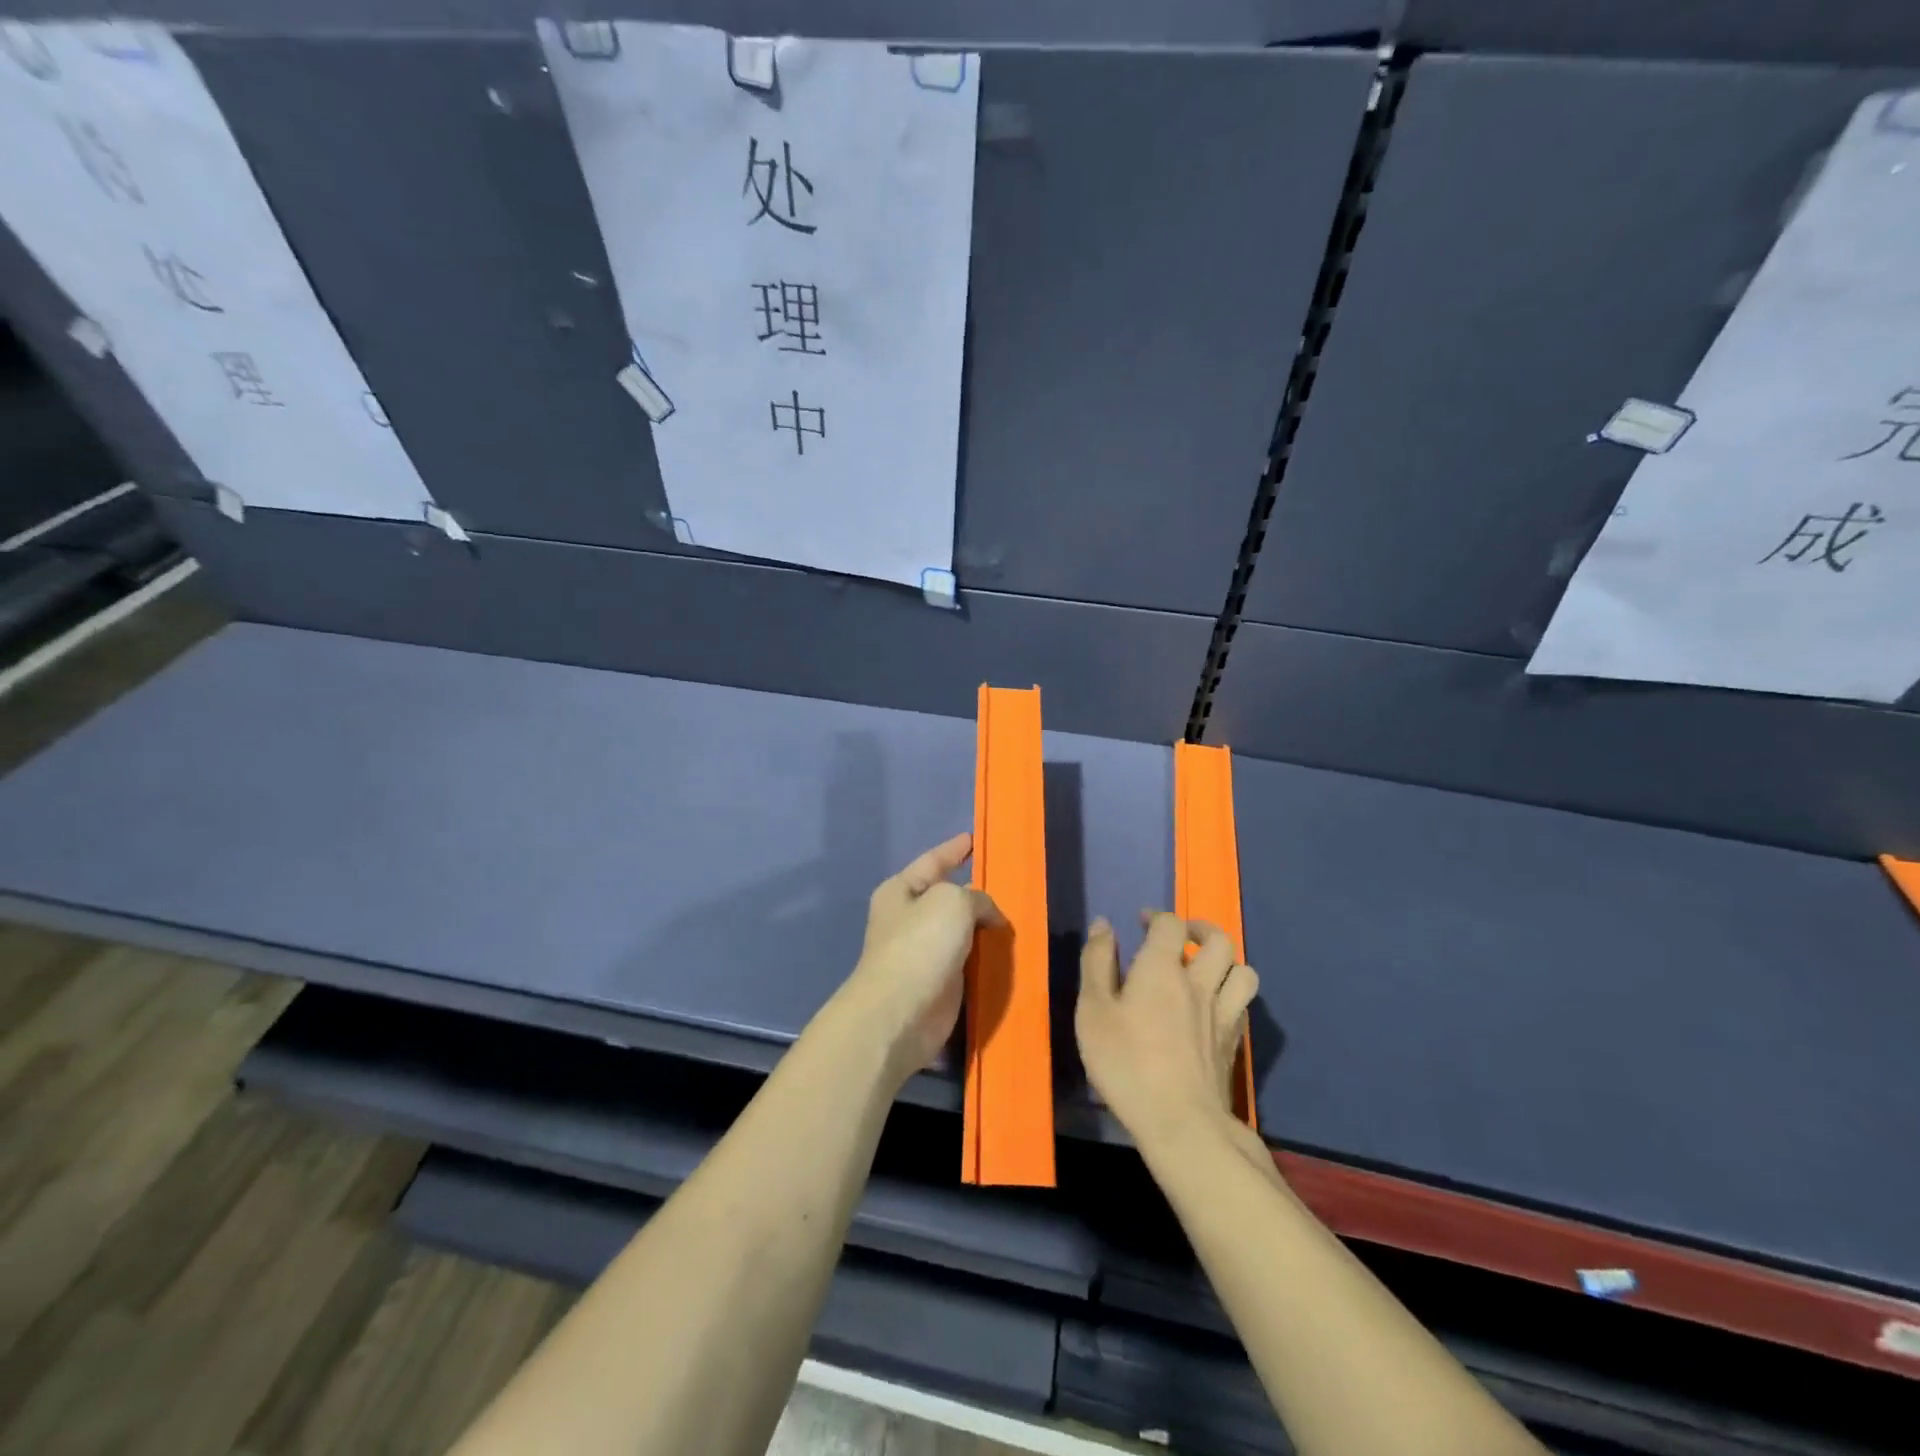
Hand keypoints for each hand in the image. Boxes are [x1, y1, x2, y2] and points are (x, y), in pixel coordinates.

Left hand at [834, 833, 1004, 1084]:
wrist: (900, 1014)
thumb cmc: (920, 945)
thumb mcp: (953, 902)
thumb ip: (977, 898)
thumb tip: (988, 916)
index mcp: (901, 891)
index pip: (933, 861)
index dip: (953, 849)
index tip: (973, 839)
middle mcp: (908, 919)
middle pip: (948, 897)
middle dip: (975, 893)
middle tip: (1010, 883)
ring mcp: (922, 953)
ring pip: (961, 931)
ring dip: (984, 928)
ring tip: (1017, 917)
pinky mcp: (939, 984)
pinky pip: (968, 961)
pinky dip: (986, 956)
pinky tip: (1009, 952)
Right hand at [1076, 911, 1259, 1152]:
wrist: (1181, 1123)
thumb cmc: (1126, 1063)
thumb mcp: (1094, 1010)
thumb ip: (1097, 962)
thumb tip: (1104, 924)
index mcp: (1162, 968)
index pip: (1170, 924)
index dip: (1157, 916)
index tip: (1141, 922)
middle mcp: (1199, 983)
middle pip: (1219, 940)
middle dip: (1200, 929)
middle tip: (1181, 936)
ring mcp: (1222, 1014)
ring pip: (1243, 971)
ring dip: (1227, 961)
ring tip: (1207, 967)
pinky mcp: (1234, 1044)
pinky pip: (1244, 1005)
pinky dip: (1232, 994)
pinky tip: (1216, 1006)